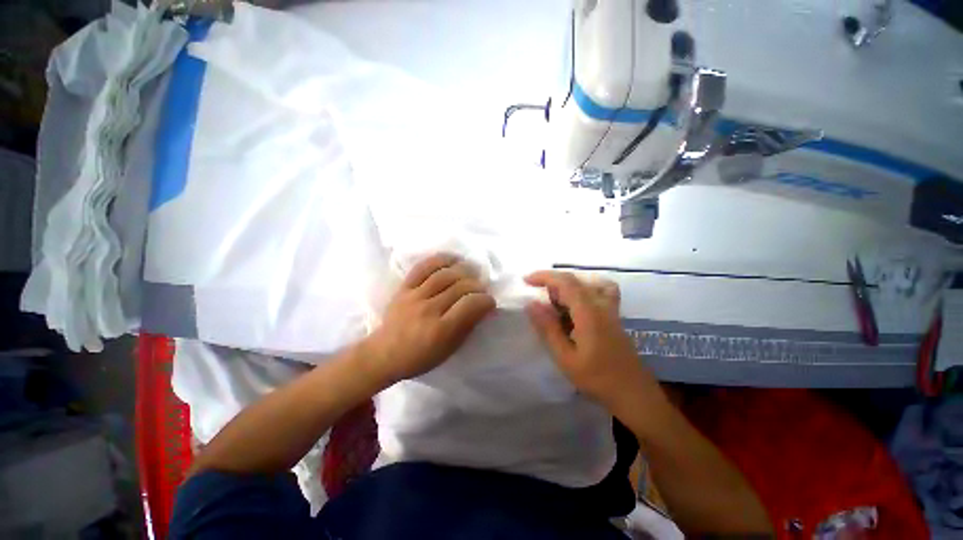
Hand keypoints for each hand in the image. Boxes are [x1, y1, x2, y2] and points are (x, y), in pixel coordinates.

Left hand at [361, 253, 495, 385]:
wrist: (384, 353)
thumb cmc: (421, 357)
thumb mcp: (449, 349)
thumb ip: (467, 325)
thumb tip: (483, 306)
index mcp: (441, 330)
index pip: (470, 304)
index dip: (485, 300)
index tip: (490, 301)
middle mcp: (428, 310)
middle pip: (460, 286)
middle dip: (477, 285)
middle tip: (482, 288)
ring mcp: (414, 296)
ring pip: (444, 274)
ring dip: (463, 269)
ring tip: (471, 271)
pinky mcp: (404, 287)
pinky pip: (423, 267)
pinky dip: (440, 259)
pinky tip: (453, 260)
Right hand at [524, 271, 663, 414]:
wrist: (634, 393)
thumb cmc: (597, 379)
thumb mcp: (565, 357)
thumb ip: (548, 328)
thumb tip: (531, 304)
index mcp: (588, 312)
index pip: (565, 282)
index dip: (544, 277)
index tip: (526, 281)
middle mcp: (601, 304)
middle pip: (574, 280)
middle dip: (551, 281)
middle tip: (536, 297)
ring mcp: (611, 308)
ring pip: (587, 283)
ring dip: (566, 286)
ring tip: (555, 302)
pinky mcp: (614, 315)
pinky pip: (599, 290)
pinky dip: (584, 289)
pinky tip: (576, 305)